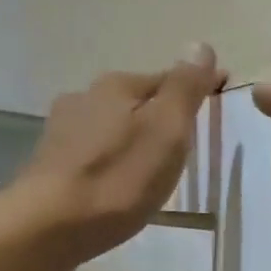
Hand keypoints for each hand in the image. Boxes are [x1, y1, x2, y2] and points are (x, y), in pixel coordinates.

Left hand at [18, 45, 225, 262]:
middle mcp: (85, 97)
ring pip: (113, 125)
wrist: (50, 225)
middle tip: (188, 143)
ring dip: (134, 137)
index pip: (169, 78)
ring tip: (153, 166)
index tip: (219, 102)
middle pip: (137, 100)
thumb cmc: (119, 178)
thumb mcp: (166, 130)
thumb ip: (184, 88)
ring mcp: (63, 129)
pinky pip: (95, 151)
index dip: (197, 88)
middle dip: (162, 115)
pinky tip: (118, 181)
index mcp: (118, 86)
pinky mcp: (52, 162)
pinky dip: (113, 159)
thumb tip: (200, 45)